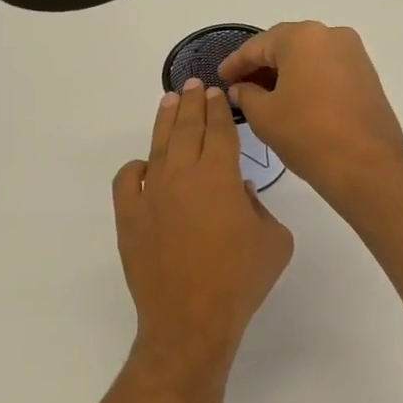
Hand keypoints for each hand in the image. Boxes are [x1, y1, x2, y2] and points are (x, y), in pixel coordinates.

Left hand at [113, 81, 293, 355]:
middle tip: (193, 84)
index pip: (220, 131)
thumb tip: (240, 193)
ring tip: (169, 101)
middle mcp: (183, 175)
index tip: (216, 93)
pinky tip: (144, 165)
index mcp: (220, 176)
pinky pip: (128, 182)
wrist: (191, 318)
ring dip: (165, 121)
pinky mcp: (129, 217)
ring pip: (158, 147)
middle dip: (192, 102)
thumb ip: (261, 208)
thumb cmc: (241, 280)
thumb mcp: (274, 241)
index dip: (219, 110)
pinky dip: (135, 169)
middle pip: (187, 128)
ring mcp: (151, 195)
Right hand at [217, 22, 402, 203]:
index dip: (235, 64)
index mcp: (302, 37)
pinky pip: (327, 70)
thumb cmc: (307, 134)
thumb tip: (241, 88)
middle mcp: (331, 35)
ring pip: (309, 58)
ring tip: (264, 98)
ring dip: (285, 74)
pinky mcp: (367, 76)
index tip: (221, 78)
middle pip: (286, 46)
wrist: (365, 165)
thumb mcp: (264, 115)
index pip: (257, 46)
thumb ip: (246, 95)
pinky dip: (307, 81)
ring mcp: (354, 54)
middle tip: (240, 88)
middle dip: (261, 66)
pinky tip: (293, 102)